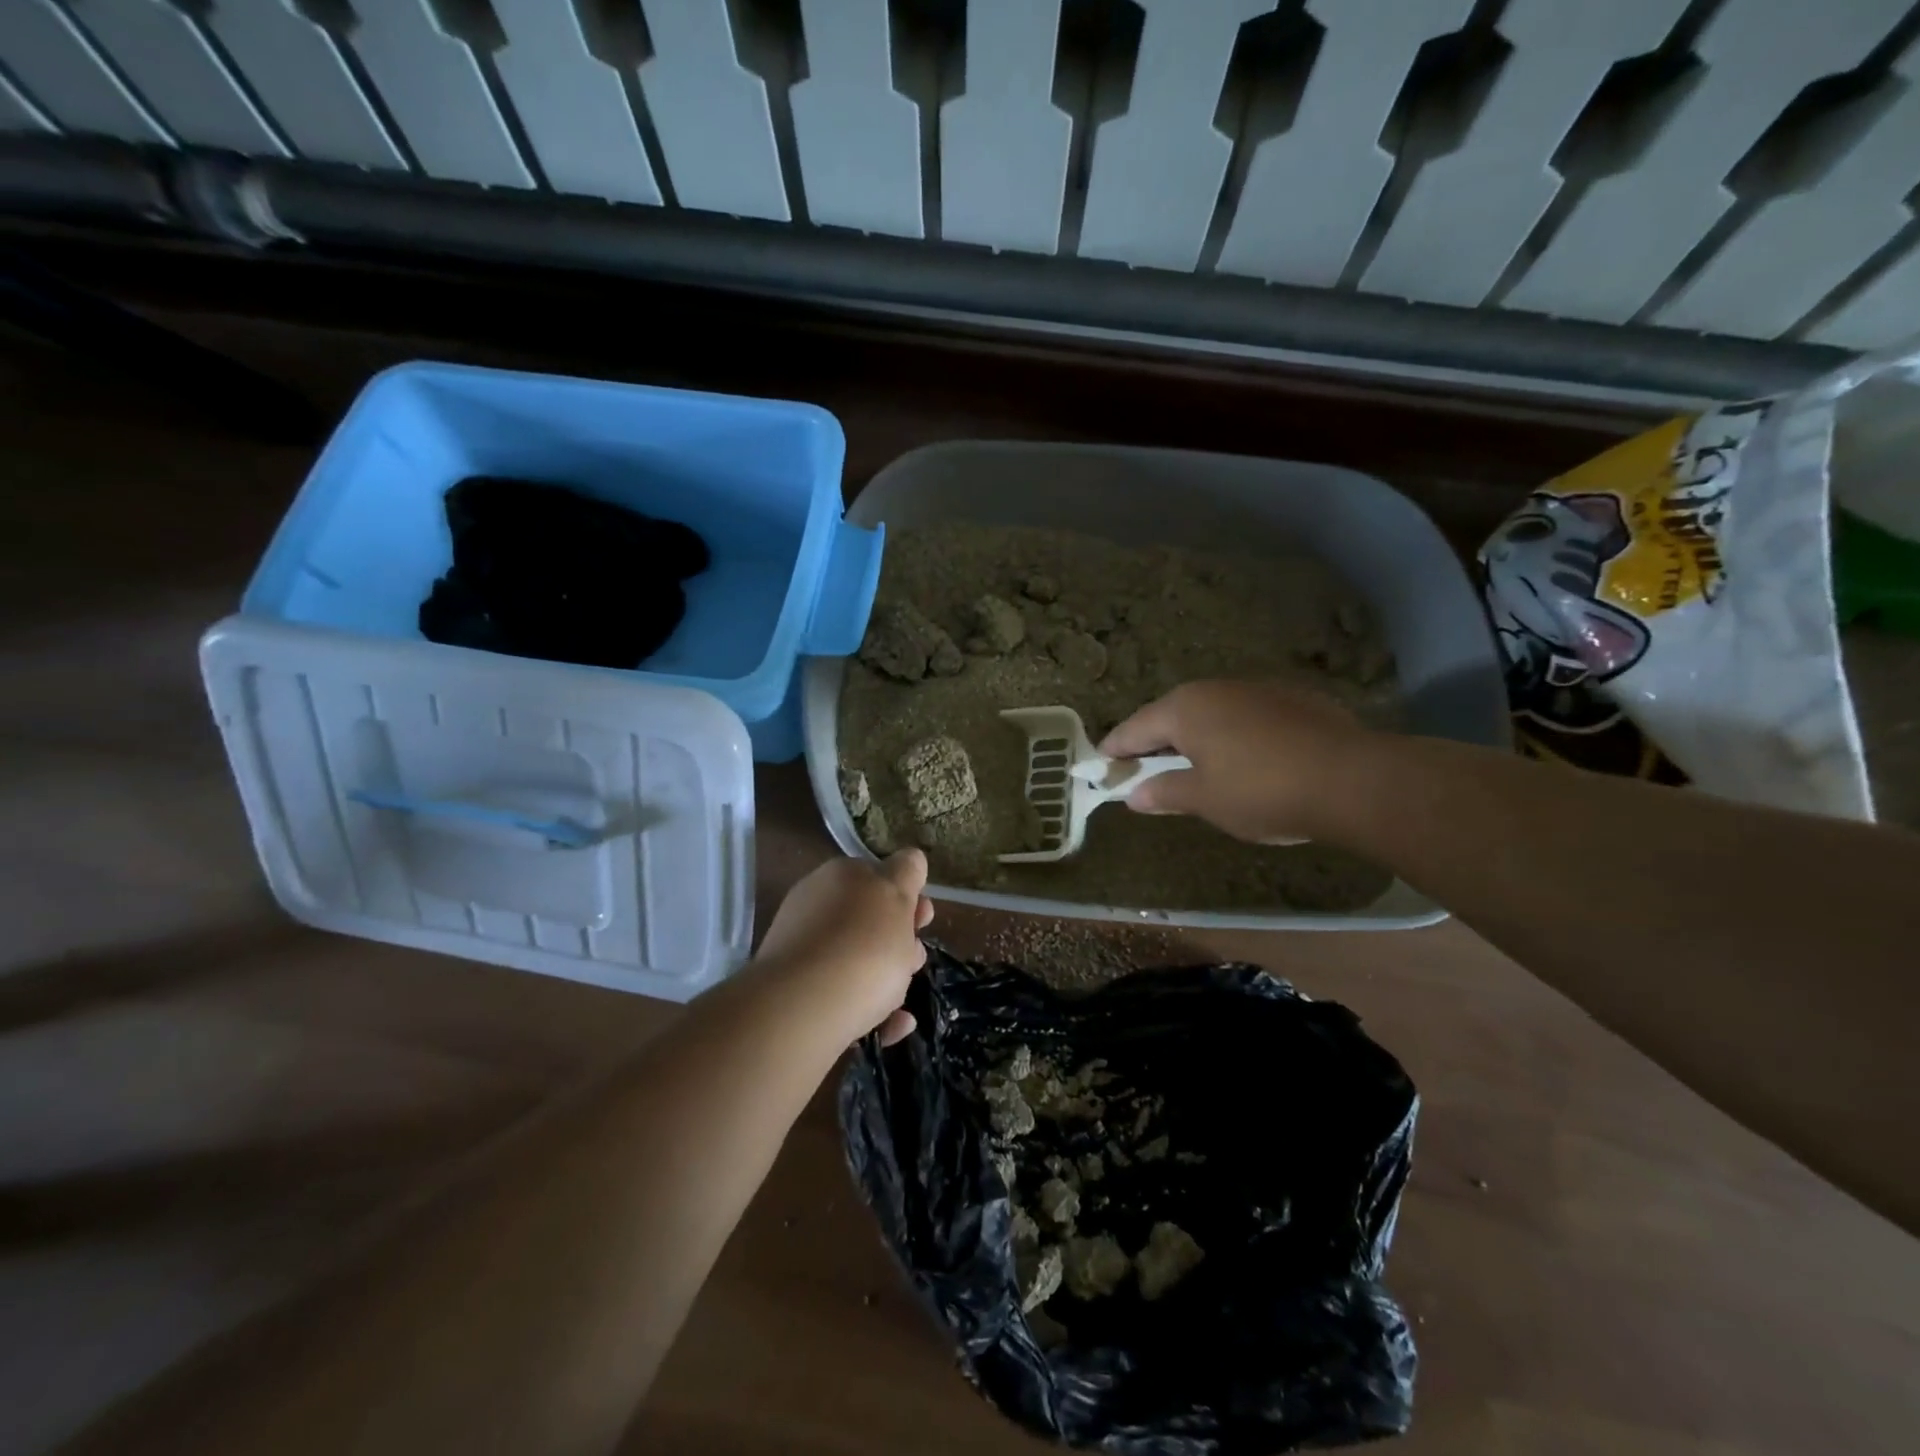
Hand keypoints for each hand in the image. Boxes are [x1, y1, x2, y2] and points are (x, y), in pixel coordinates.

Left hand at [755, 850, 934, 1045]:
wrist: (804, 1009)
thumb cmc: (863, 945)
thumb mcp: (898, 896)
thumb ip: (907, 873)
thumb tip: (909, 858)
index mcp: (838, 878)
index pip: (877, 874)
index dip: (906, 894)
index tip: (925, 918)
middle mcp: (816, 909)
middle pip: (867, 920)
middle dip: (899, 940)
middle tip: (915, 959)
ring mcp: (804, 954)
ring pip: (857, 961)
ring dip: (888, 977)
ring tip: (903, 999)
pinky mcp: (800, 997)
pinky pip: (846, 999)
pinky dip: (872, 1011)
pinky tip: (894, 1026)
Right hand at [1099, 680, 1374, 844]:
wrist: (1352, 780)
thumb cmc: (1261, 791)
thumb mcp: (1204, 799)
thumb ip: (1164, 792)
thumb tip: (1133, 795)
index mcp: (1185, 708)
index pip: (1135, 728)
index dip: (1115, 749)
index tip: (1100, 764)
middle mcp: (1217, 689)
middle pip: (1172, 715)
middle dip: (1154, 742)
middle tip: (1142, 769)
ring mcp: (1259, 689)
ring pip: (1212, 713)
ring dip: (1196, 738)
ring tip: (1193, 766)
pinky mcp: (1295, 699)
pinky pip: (1247, 716)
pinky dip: (1233, 736)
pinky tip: (1245, 760)